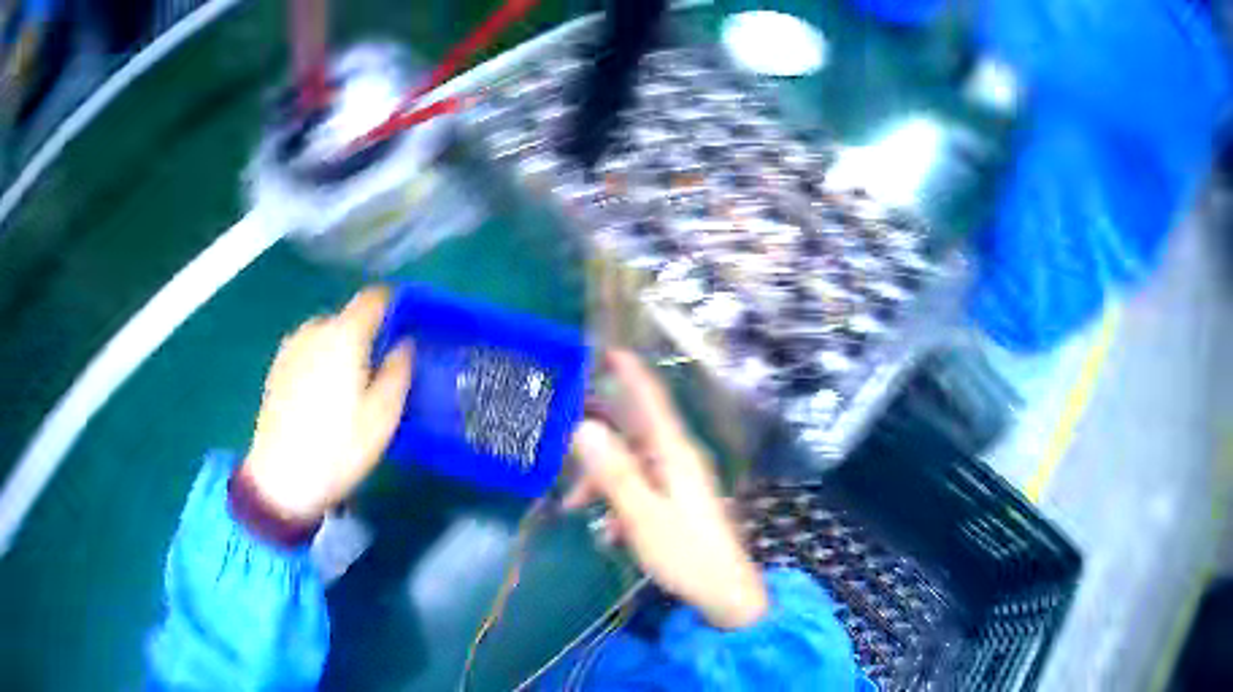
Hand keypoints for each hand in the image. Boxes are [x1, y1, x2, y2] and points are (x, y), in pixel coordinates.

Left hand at [241, 287, 413, 521]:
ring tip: (349, 390)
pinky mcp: (277, 367)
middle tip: (379, 374)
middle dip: (367, 336)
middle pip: (349, 318)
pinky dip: (321, 361)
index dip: (394, 306)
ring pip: (327, 335)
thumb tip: (404, 345)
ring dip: (343, 350)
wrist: (280, 477)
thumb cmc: (338, 447)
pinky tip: (322, 398)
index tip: (406, 328)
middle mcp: (315, 329)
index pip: (374, 298)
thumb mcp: (383, 416)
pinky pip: (308, 351)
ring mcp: (291, 347)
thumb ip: (399, 371)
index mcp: (344, 335)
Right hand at [566, 351, 767, 629]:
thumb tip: (584, 427)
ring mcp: (677, 483)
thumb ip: (614, 472)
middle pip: (633, 432)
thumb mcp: (643, 515)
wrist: (723, 594)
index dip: (632, 373)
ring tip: (572, 505)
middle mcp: (677, 460)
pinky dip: (618, 501)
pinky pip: (638, 489)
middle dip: (597, 435)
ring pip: (630, 464)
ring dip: (601, 480)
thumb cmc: (687, 554)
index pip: (652, 401)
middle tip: (559, 432)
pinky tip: (607, 531)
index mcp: (676, 454)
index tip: (606, 350)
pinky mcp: (674, 503)